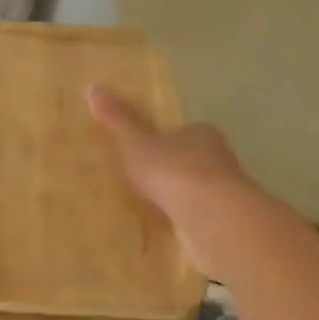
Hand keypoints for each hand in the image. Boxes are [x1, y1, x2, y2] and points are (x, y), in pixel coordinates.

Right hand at [85, 84, 251, 265]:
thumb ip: (118, 120)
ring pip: (198, 192)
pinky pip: (199, 220)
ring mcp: (226, 194)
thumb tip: (92, 86)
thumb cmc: (175, 172)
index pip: (183, 132)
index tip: (145, 151)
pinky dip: (186, 224)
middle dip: (172, 171)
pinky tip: (168, 232)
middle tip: (144, 182)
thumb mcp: (136, 144)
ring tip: (151, 209)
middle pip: (193, 161)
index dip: (165, 140)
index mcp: (201, 134)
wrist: (214, 221)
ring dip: (180, 199)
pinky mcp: (226, 225)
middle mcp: (219, 159)